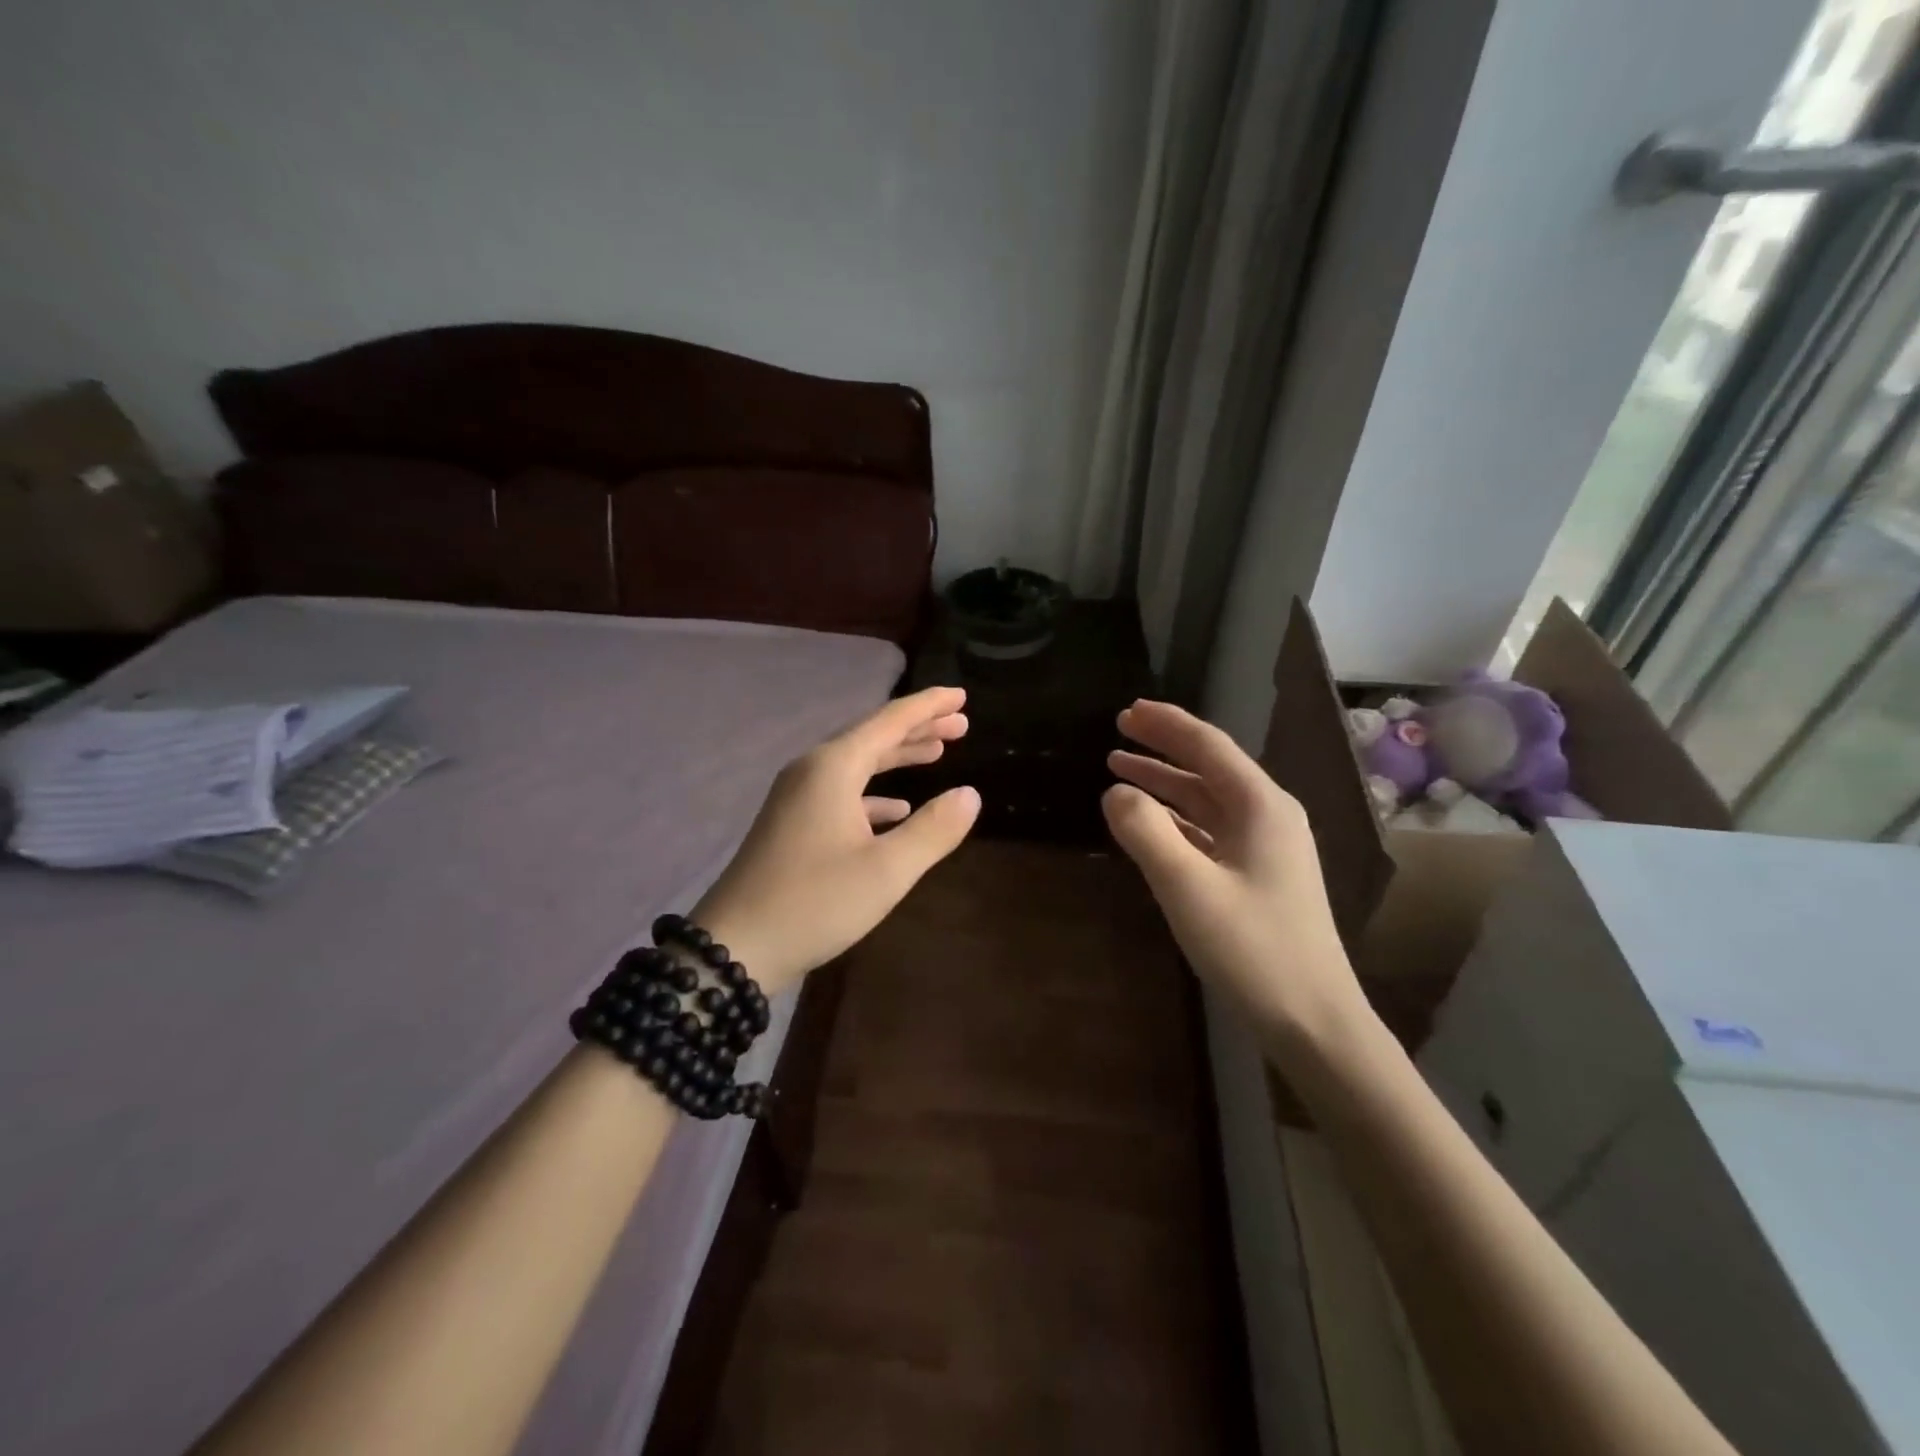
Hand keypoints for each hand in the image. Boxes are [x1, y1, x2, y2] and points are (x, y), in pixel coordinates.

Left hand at [691, 686, 979, 993]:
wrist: (735, 947)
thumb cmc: (815, 902)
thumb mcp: (887, 870)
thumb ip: (934, 830)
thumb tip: (970, 795)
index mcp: (833, 768)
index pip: (890, 720)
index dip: (929, 706)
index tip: (963, 696)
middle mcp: (812, 771)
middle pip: (873, 737)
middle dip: (918, 729)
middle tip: (960, 724)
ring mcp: (797, 797)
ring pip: (857, 764)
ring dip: (898, 758)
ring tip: (937, 754)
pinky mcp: (792, 824)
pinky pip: (842, 793)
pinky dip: (874, 794)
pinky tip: (897, 809)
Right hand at [1103, 700, 1368, 1047]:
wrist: (1313, 1020)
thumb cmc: (1252, 949)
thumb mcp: (1187, 887)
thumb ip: (1146, 831)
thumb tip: (1115, 792)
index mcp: (1261, 806)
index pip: (1208, 746)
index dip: (1165, 724)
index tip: (1126, 711)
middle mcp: (1269, 815)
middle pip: (1208, 767)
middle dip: (1162, 747)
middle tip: (1118, 731)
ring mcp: (1267, 847)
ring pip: (1208, 799)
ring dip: (1165, 783)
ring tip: (1120, 770)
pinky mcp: (1258, 875)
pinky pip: (1211, 830)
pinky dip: (1177, 818)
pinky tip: (1150, 822)